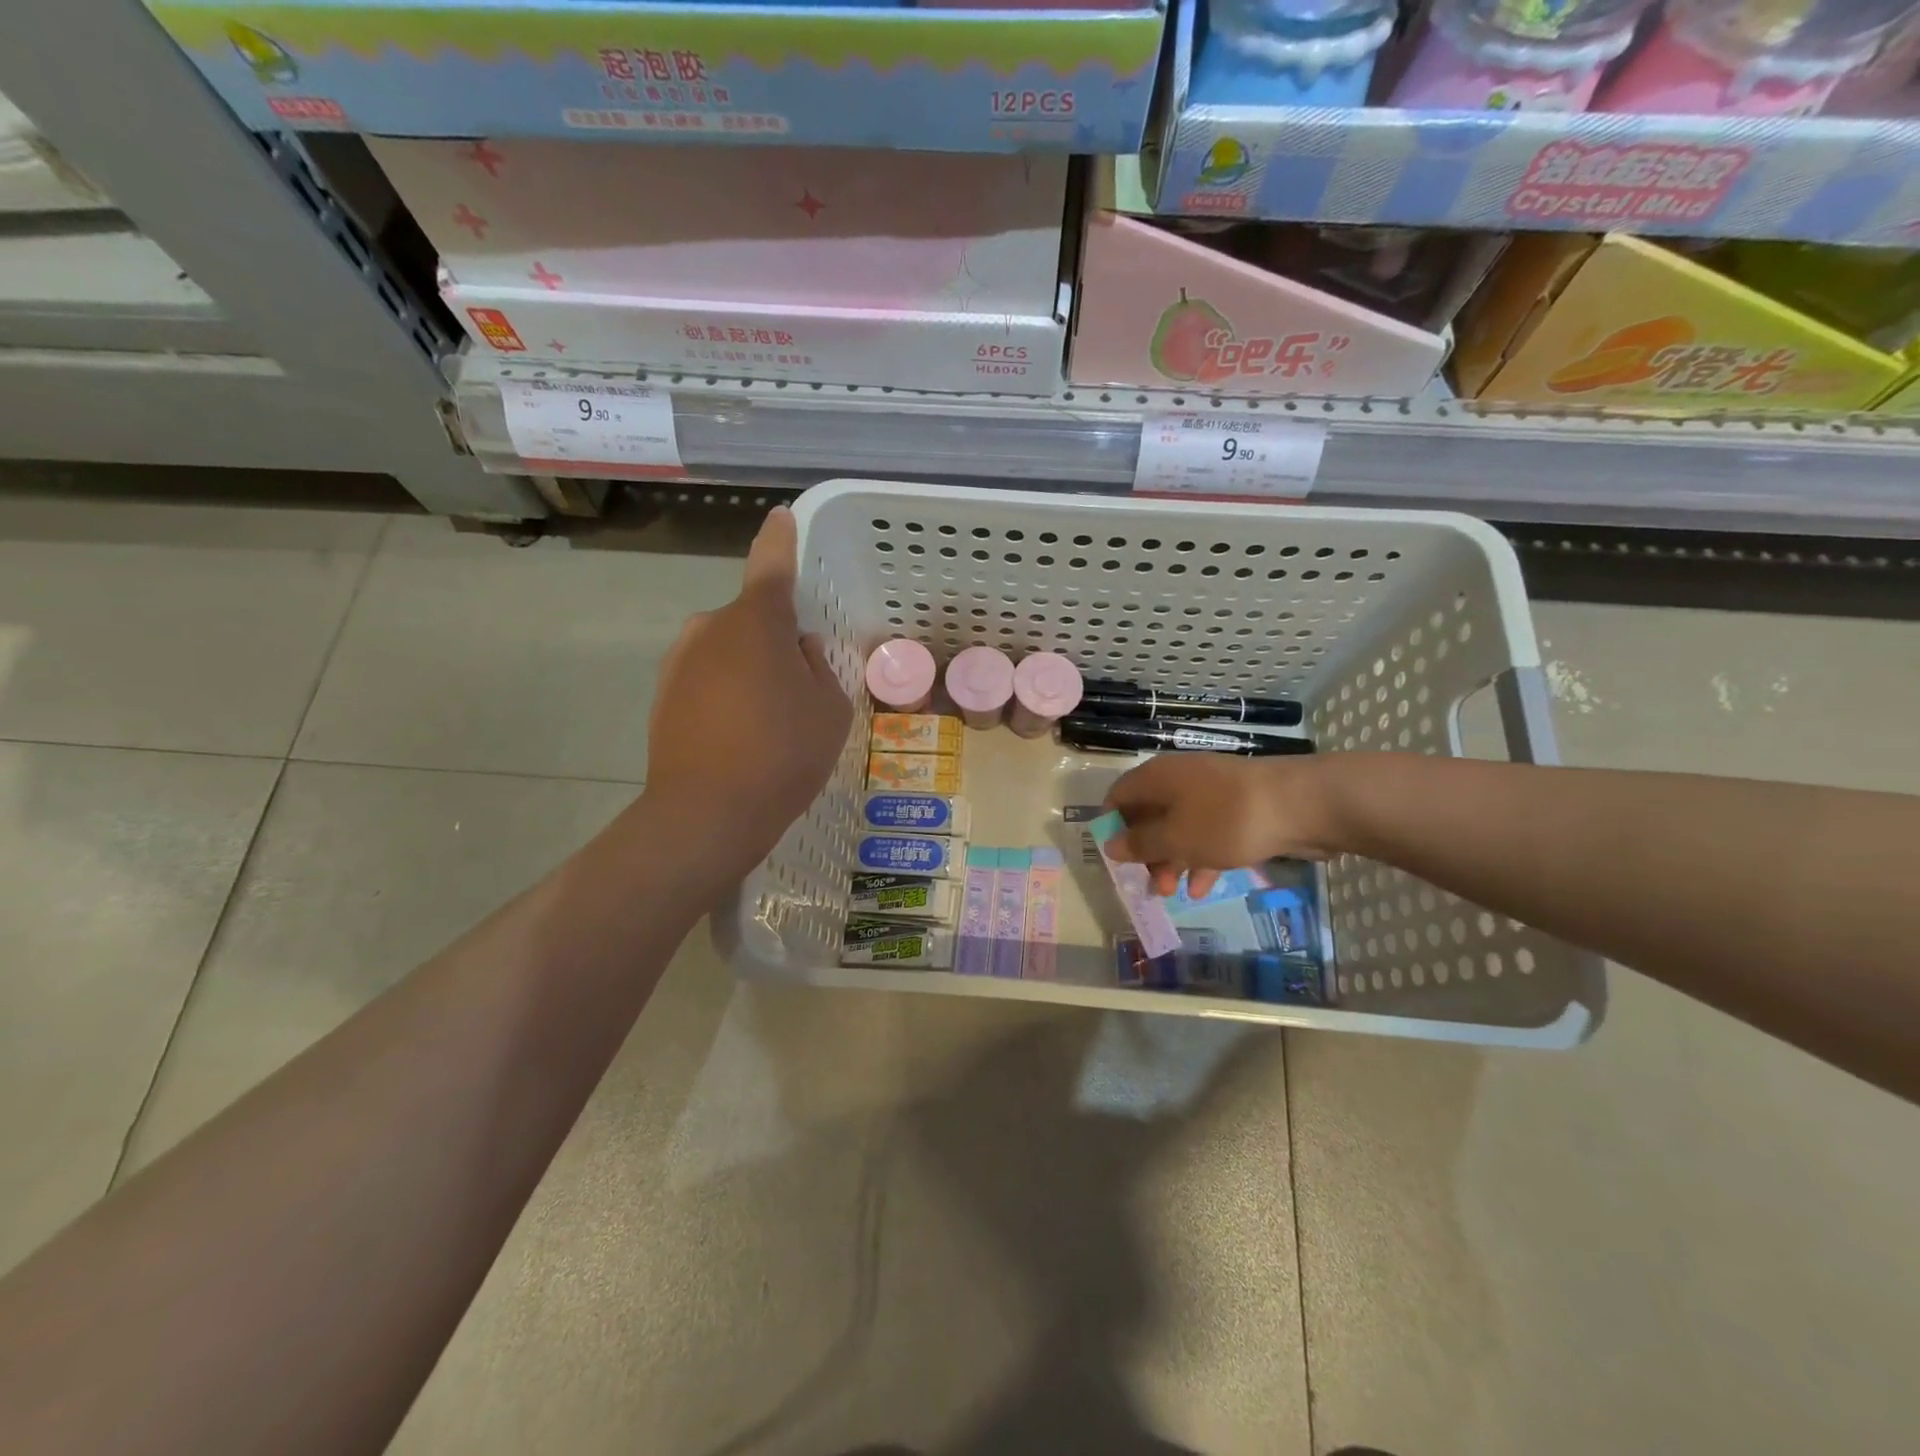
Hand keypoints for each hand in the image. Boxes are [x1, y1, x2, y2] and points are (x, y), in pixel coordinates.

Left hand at [642, 507, 851, 882]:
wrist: (706, 814)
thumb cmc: (782, 753)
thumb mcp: (830, 709)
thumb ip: (819, 668)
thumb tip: (799, 649)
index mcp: (756, 621)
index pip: (772, 564)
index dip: (780, 539)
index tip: (781, 517)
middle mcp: (710, 627)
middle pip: (751, 619)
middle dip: (775, 640)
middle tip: (800, 689)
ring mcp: (680, 661)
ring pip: (729, 651)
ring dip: (750, 669)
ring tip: (770, 723)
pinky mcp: (663, 695)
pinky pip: (708, 678)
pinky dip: (726, 694)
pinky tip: (740, 737)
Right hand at [1103, 753, 1336, 897]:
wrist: (1302, 805)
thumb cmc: (1227, 820)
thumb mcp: (1176, 838)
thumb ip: (1141, 844)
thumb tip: (1110, 844)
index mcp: (1158, 778)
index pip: (1119, 795)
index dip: (1112, 826)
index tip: (1115, 859)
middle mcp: (1180, 780)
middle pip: (1150, 815)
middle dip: (1146, 852)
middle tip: (1149, 885)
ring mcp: (1212, 794)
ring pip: (1179, 828)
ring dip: (1173, 860)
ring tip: (1172, 893)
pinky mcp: (1238, 810)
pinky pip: (1208, 834)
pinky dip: (1202, 858)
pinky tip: (1203, 888)